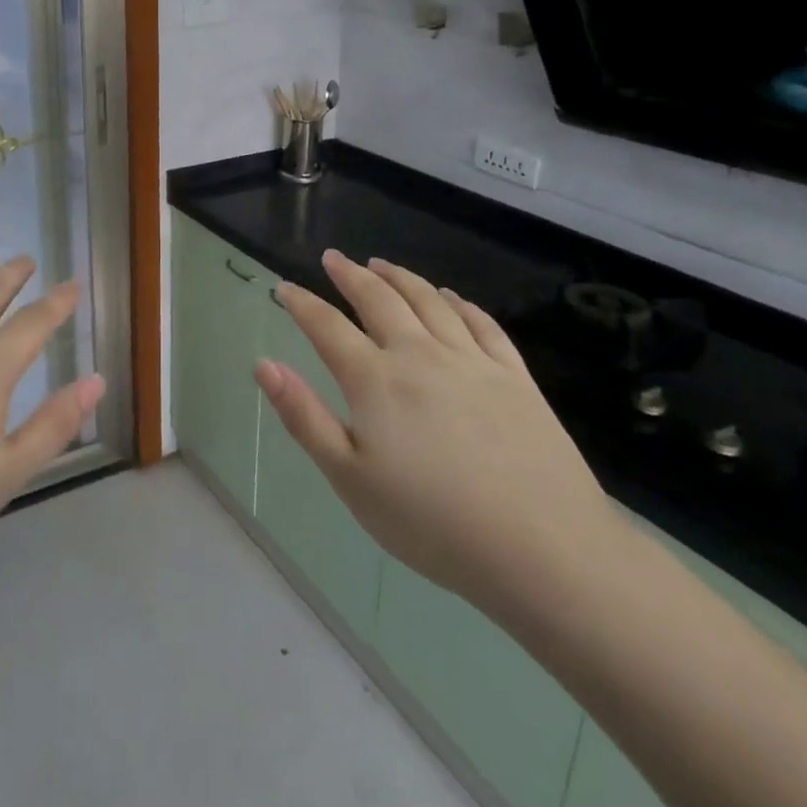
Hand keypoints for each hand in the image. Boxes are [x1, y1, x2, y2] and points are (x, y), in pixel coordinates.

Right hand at [258, 251, 620, 626]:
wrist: (542, 549)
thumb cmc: (431, 521)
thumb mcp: (350, 478)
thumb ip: (304, 416)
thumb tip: (264, 365)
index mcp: (375, 380)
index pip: (327, 326)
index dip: (302, 303)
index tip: (284, 287)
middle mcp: (420, 355)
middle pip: (379, 300)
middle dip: (350, 275)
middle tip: (334, 258)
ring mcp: (471, 361)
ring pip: (429, 301)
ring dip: (401, 278)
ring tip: (381, 264)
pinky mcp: (515, 376)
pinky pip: (482, 324)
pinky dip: (460, 303)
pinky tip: (451, 296)